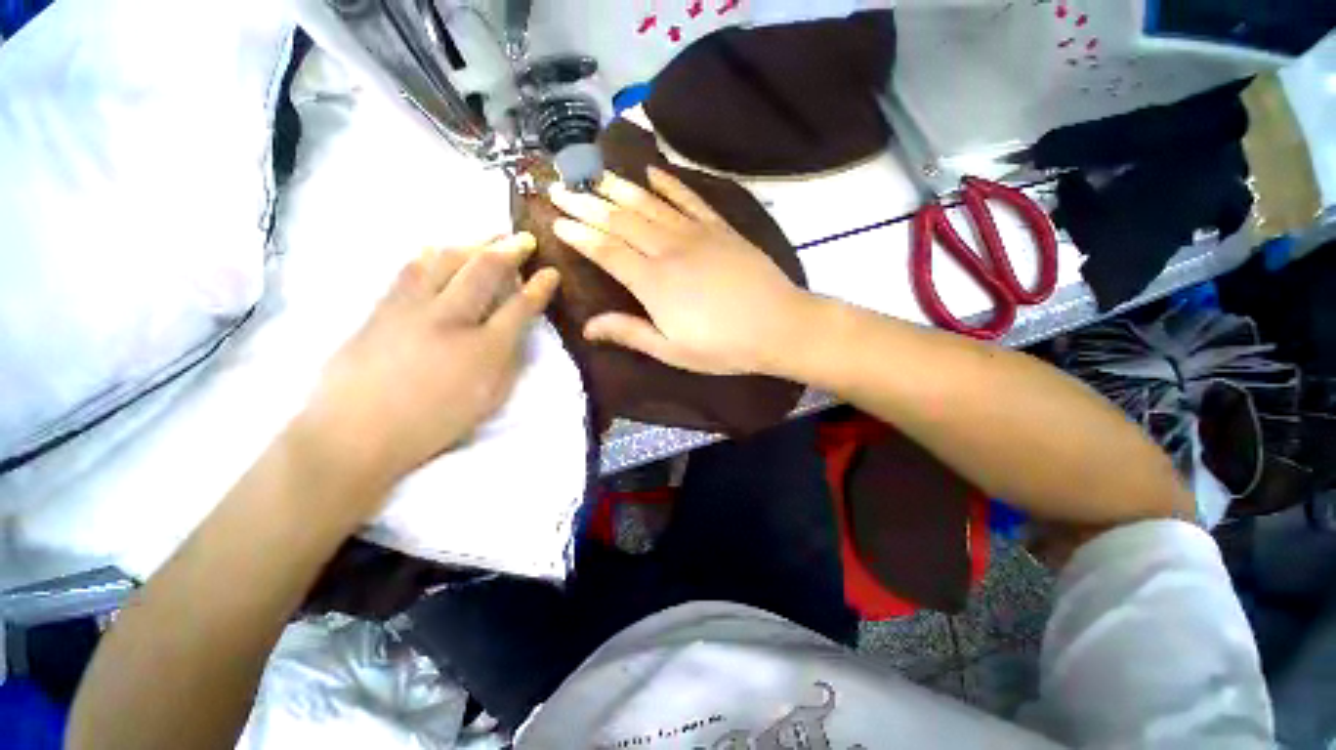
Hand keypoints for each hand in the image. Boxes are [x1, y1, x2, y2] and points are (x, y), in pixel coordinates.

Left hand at [294, 234, 559, 488]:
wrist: (355, 433)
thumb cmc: (432, 424)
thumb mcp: (488, 401)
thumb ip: (508, 363)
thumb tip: (516, 333)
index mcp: (483, 350)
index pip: (519, 307)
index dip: (539, 287)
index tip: (550, 272)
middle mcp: (450, 319)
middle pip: (484, 271)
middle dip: (509, 250)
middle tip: (523, 239)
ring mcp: (411, 308)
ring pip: (445, 259)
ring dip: (472, 242)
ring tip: (488, 235)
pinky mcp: (382, 307)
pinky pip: (412, 268)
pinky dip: (435, 252)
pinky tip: (443, 249)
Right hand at [549, 167, 812, 375]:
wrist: (778, 326)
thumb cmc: (723, 346)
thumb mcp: (672, 351)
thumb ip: (630, 333)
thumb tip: (587, 328)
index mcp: (653, 283)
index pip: (606, 251)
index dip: (579, 235)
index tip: (555, 221)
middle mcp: (668, 250)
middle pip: (620, 221)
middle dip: (587, 204)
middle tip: (560, 187)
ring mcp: (696, 234)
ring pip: (649, 204)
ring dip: (619, 187)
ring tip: (595, 174)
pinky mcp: (720, 228)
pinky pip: (690, 198)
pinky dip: (670, 183)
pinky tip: (652, 172)